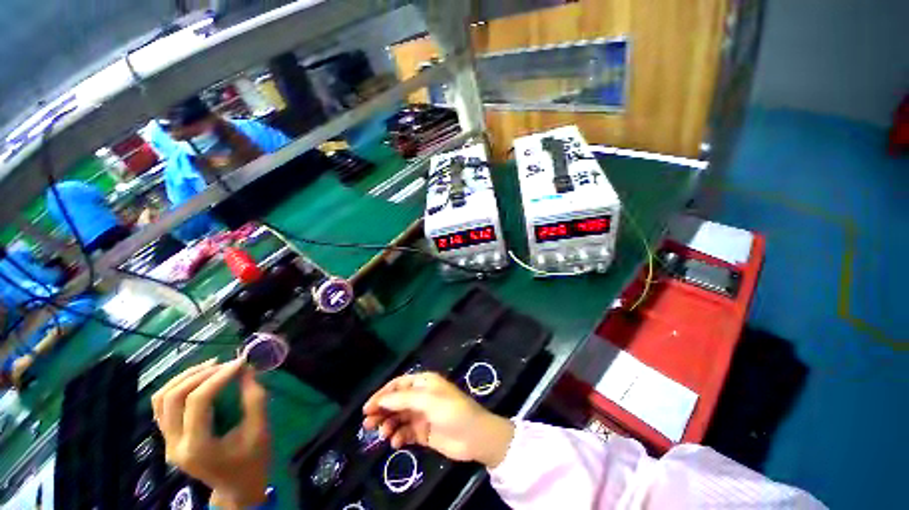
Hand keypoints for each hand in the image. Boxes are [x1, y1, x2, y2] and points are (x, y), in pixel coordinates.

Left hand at [151, 359, 269, 508]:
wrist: (236, 488)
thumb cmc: (252, 461)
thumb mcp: (260, 431)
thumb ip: (254, 399)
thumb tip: (247, 370)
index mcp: (197, 447)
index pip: (198, 402)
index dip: (219, 377)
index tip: (241, 363)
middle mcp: (174, 445)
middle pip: (173, 397)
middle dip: (201, 374)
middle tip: (227, 363)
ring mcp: (167, 442)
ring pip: (161, 399)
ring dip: (185, 377)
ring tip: (212, 366)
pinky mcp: (168, 439)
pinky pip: (161, 406)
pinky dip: (177, 387)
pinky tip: (198, 379)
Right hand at [362, 372, 513, 467]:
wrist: (474, 436)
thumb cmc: (452, 411)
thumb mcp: (428, 400)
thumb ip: (403, 399)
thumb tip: (381, 399)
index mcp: (424, 383)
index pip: (398, 385)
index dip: (382, 394)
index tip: (368, 408)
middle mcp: (421, 396)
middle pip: (396, 401)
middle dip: (382, 411)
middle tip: (368, 424)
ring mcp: (422, 415)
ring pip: (398, 417)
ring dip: (388, 425)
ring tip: (384, 434)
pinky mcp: (423, 432)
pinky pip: (405, 432)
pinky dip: (398, 437)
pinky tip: (397, 443)